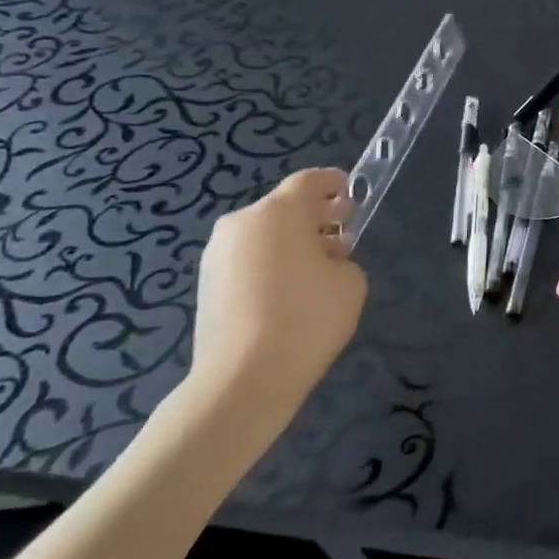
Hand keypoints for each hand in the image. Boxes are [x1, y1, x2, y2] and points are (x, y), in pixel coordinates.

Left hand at [175, 168, 367, 461]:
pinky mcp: (206, 284)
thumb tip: (323, 260)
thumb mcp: (351, 281)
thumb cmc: (308, 318)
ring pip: (264, 235)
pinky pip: (248, 260)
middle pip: (283, 208)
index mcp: (278, 212)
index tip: (352, 193)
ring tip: (317, 272)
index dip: (334, 183)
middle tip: (342, 234)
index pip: (310, 181)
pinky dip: (270, 264)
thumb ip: (342, 258)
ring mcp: (217, 254)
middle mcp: (241, 224)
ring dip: (292, 242)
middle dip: (315, 216)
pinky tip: (290, 294)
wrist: (245, 378)